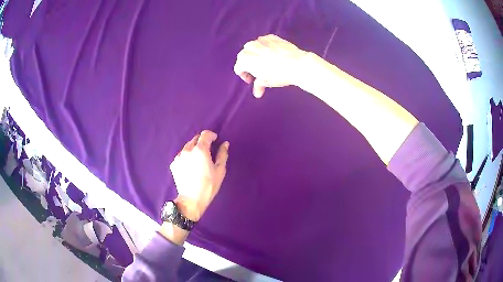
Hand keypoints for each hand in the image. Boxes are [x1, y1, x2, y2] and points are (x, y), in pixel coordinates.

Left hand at [169, 130, 228, 220]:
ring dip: (194, 149)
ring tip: (198, 160)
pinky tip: (191, 167)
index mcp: (200, 150)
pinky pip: (181, 156)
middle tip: (208, 152)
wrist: (191, 200)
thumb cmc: (209, 185)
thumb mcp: (220, 170)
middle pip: (195, 139)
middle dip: (202, 142)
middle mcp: (187, 150)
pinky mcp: (173, 164)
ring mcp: (179, 157)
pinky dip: (187, 157)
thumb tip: (224, 143)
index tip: (215, 140)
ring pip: (187, 147)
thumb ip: (222, 154)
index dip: (211, 135)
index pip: (205, 134)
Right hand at [234, 34, 309, 97]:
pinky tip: (273, 54)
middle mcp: (250, 47)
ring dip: (256, 54)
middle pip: (244, 56)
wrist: (297, 64)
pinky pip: (264, 42)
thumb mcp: (266, 82)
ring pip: (253, 47)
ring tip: (265, 62)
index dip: (244, 75)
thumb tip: (257, 92)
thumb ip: (258, 86)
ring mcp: (261, 40)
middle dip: (249, 64)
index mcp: (245, 59)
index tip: (251, 80)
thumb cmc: (279, 74)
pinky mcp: (272, 37)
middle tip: (257, 72)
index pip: (238, 68)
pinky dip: (266, 47)